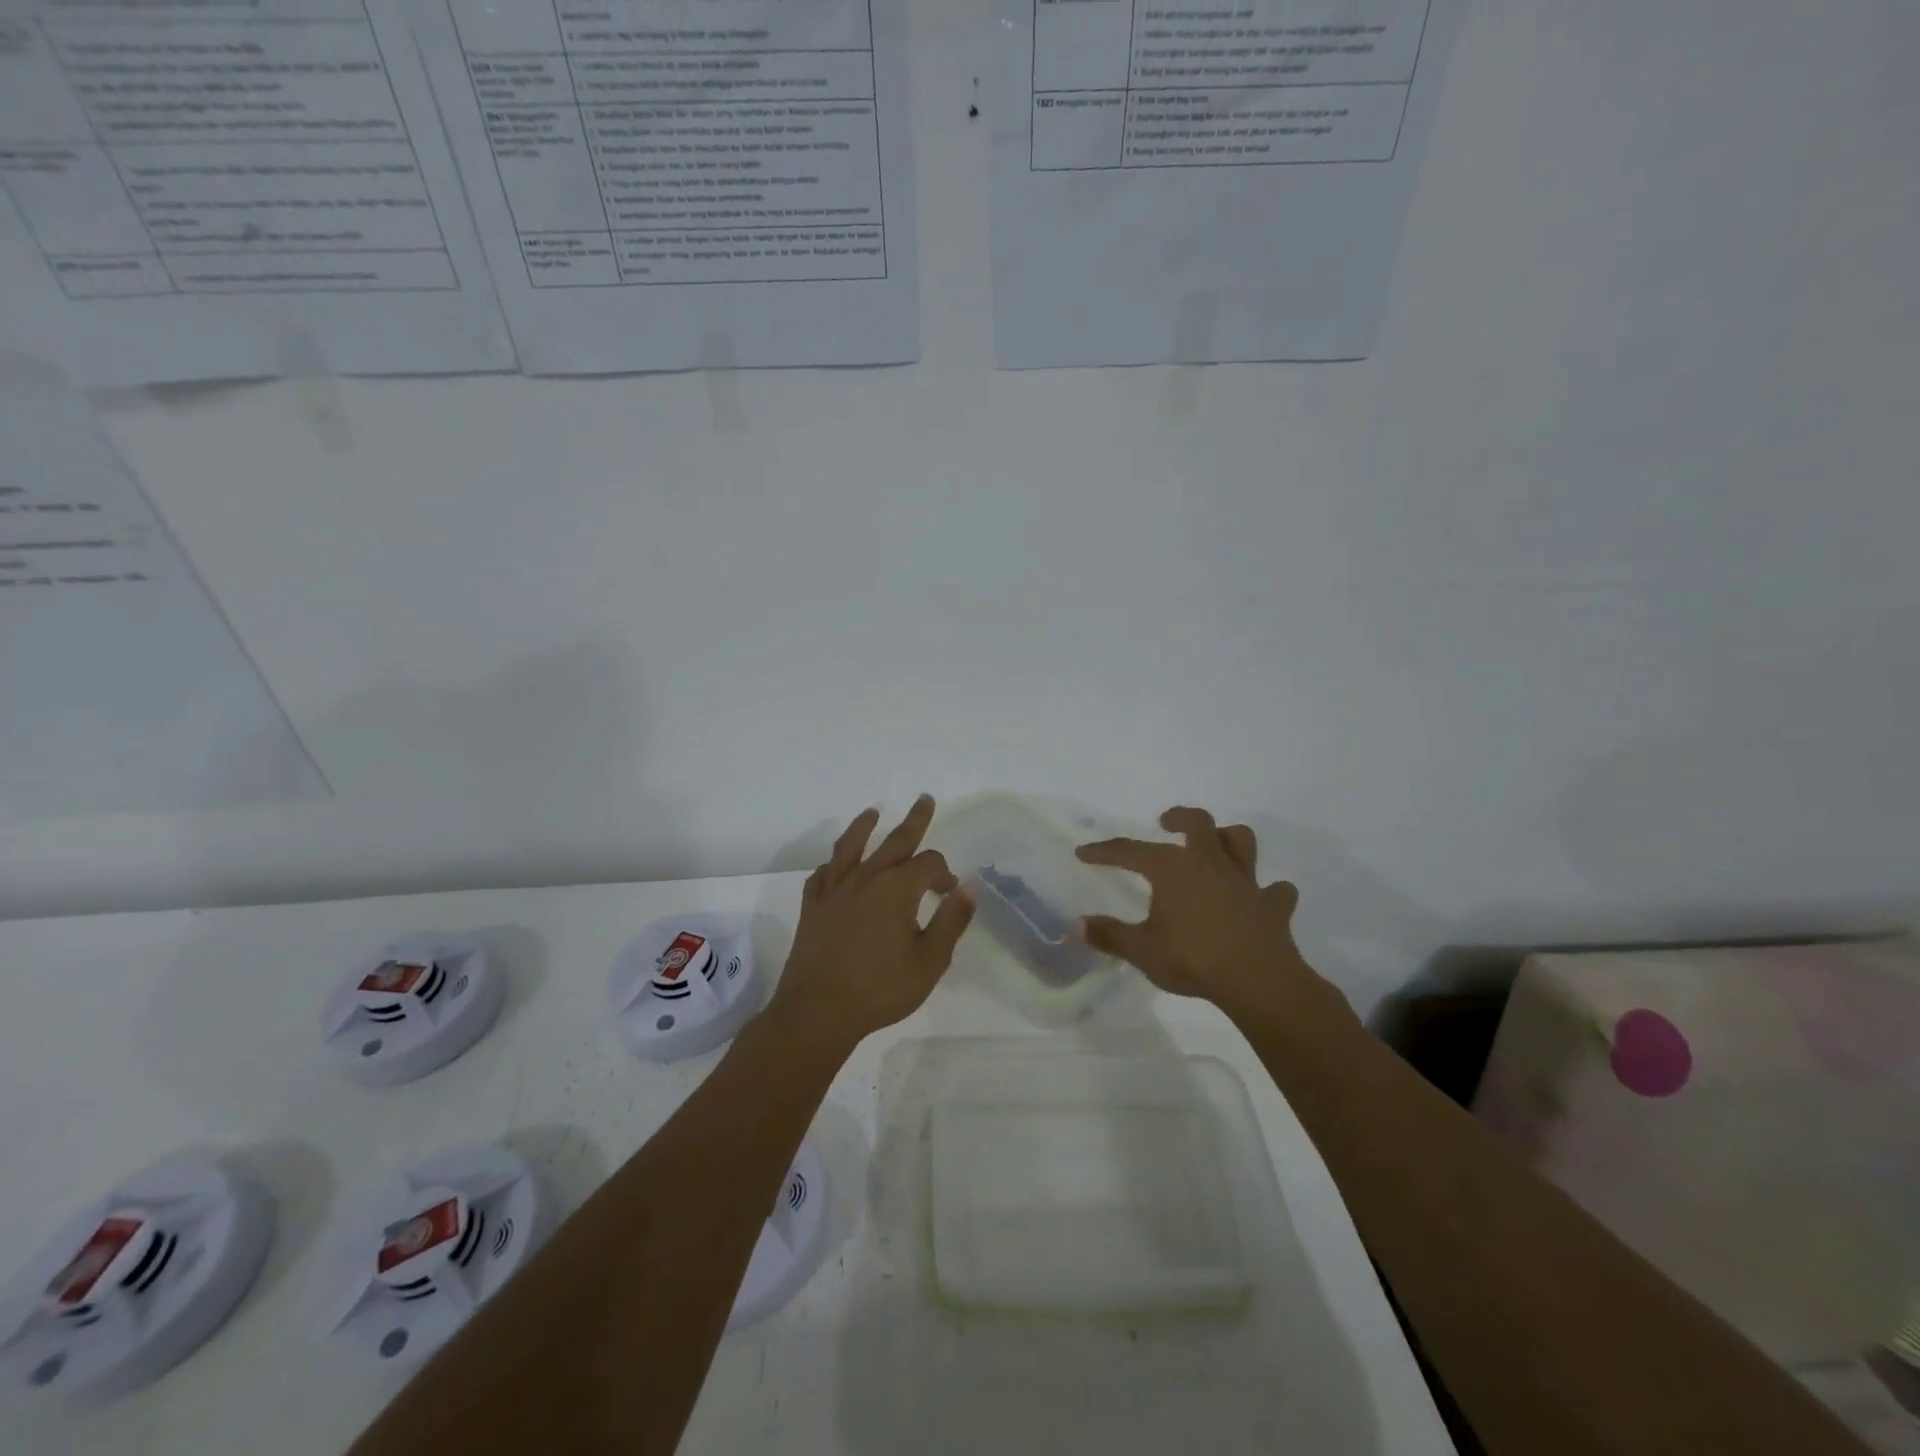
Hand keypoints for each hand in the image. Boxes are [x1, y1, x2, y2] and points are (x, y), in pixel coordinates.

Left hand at [766, 795, 974, 1052]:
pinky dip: (832, 865)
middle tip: (924, 799)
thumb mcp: (930, 961)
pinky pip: (822, 874)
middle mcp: (866, 878)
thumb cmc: (880, 989)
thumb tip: (968, 888)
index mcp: (897, 889)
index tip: (949, 892)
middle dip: (914, 820)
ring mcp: (834, 890)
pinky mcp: (812, 906)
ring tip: (872, 812)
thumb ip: (951, 922)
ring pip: (850, 847)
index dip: (943, 872)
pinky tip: (835, 867)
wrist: (819, 1012)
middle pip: (894, 841)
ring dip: (863, 827)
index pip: (928, 863)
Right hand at [1076, 807, 1349, 1026]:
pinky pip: (1276, 891)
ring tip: (1215, 847)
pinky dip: (1269, 892)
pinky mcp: (1272, 906)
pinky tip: (1261, 898)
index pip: (1130, 851)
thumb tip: (1078, 926)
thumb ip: (1110, 935)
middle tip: (1166, 822)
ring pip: (1242, 842)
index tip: (1084, 852)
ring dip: (1227, 838)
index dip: (1104, 851)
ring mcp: (1245, 881)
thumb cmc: (1193, 960)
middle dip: (1179, 817)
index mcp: (1173, 868)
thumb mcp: (1141, 950)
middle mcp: (1209, 863)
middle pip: (1198, 822)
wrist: (1258, 981)